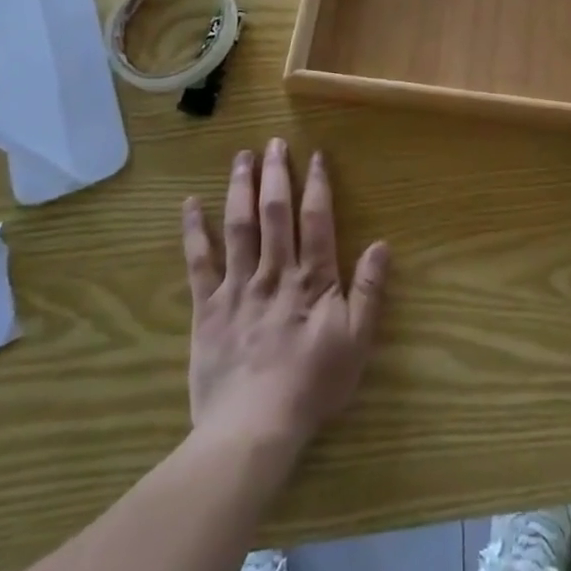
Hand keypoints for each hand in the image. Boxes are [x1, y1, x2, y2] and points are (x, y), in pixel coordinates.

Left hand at [181, 140, 388, 453]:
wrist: (253, 427)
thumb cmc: (311, 385)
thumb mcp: (356, 342)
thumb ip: (370, 291)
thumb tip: (381, 244)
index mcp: (312, 278)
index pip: (317, 219)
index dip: (316, 185)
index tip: (314, 155)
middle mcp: (275, 271)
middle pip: (275, 212)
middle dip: (275, 174)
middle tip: (273, 142)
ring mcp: (238, 286)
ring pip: (239, 226)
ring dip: (240, 188)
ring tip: (241, 156)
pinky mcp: (208, 307)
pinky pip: (199, 262)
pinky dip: (194, 231)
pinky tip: (189, 204)